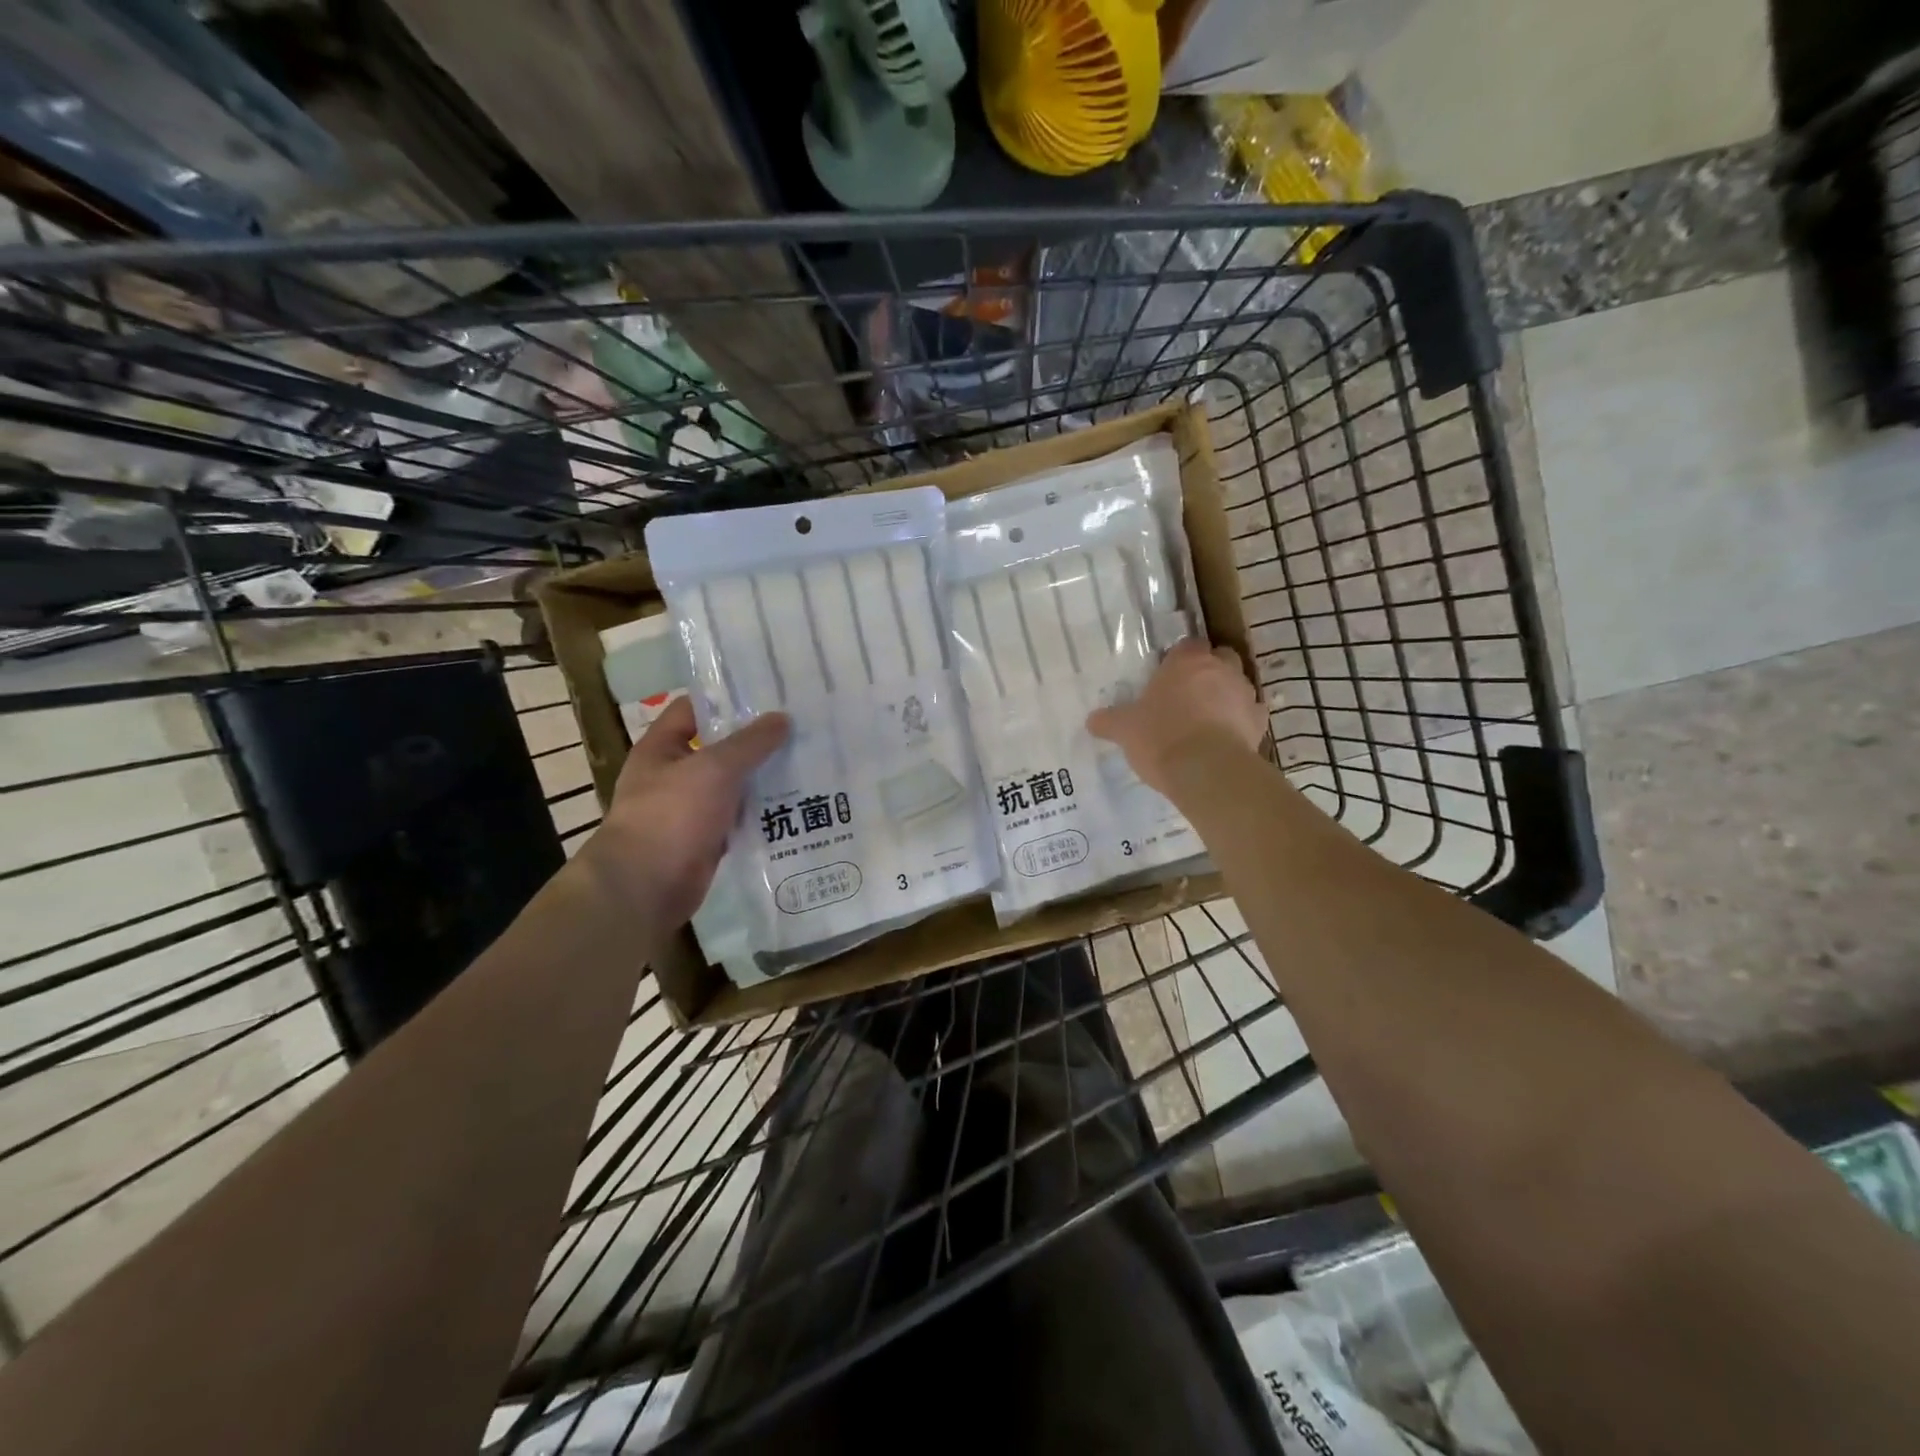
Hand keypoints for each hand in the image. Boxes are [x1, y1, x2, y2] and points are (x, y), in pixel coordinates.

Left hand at [580, 697, 788, 926]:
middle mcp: (673, 775)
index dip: (728, 699)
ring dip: (763, 778)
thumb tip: (782, 718)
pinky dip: (762, 813)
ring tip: (807, 762)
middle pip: (719, 748)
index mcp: (662, 748)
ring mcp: (690, 809)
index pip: (694, 709)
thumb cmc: (671, 815)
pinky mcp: (706, 839)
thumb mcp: (714, 769)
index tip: (769, 694)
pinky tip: (795, 804)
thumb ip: (750, 743)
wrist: (646, 887)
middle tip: (800, 728)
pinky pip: (739, 818)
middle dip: (756, 740)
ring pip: (733, 785)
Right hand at [1087, 640, 1266, 796]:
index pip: (1188, 644)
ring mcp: (1245, 694)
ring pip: (1239, 684)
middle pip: (1220, 657)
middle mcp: (1220, 669)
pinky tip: (1227, 736)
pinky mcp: (1260, 722)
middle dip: (1209, 670)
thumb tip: (1092, 720)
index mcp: (1187, 661)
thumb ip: (1108, 721)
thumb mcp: (1124, 730)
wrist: (1207, 771)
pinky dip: (1241, 721)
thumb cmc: (1161, 737)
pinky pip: (1251, 714)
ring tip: (1207, 718)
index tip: (1168, 676)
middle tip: (1189, 693)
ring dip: (1226, 694)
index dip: (1179, 658)